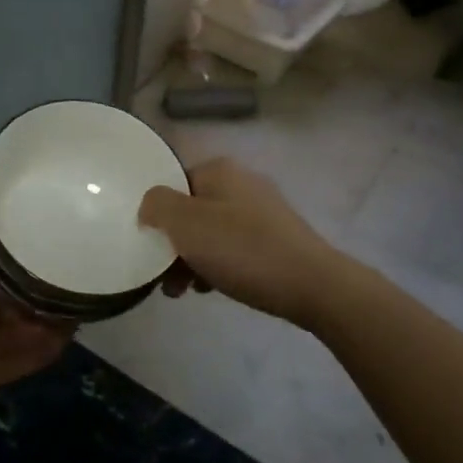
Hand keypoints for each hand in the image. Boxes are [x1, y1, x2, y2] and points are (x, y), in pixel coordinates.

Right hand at [140, 157, 341, 325]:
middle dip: (173, 243)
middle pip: (192, 210)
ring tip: (183, 291)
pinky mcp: (279, 239)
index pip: (173, 182)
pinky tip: (212, 289)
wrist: (314, 286)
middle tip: (162, 276)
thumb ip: (157, 205)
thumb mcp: (186, 223)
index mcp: (219, 170)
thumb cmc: (242, 249)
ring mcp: (264, 211)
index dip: (156, 213)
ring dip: (192, 259)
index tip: (148, 244)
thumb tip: (150, 206)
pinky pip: (235, 248)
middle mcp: (242, 183)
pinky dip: (218, 265)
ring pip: (212, 232)